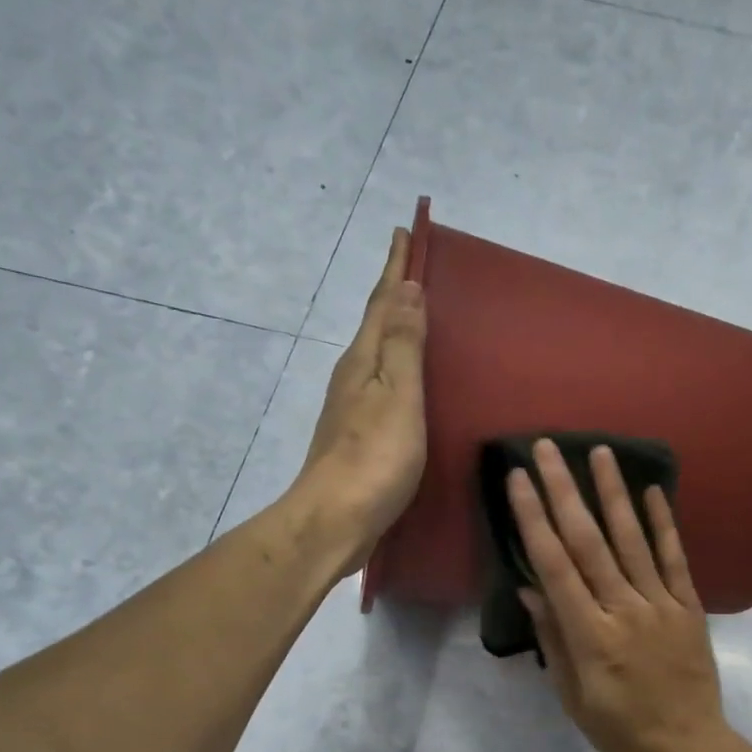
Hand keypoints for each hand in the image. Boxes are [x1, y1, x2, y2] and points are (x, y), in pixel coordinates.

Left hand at [294, 228, 427, 575]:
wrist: (335, 520)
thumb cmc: (374, 458)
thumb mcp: (397, 396)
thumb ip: (404, 345)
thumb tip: (407, 290)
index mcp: (364, 361)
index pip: (384, 303)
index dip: (396, 268)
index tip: (405, 232)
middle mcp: (353, 377)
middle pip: (376, 325)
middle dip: (394, 294)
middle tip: (414, 267)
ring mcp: (353, 410)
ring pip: (378, 356)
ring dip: (395, 331)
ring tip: (416, 317)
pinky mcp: (359, 438)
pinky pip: (382, 387)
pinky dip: (397, 370)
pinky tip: (407, 382)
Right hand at [508, 440, 737, 751]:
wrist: (687, 747)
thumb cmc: (619, 729)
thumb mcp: (572, 695)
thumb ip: (553, 640)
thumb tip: (531, 589)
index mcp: (590, 635)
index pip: (555, 566)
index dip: (534, 520)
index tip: (519, 481)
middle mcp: (624, 609)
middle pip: (589, 542)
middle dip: (564, 491)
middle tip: (548, 448)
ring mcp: (661, 605)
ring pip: (633, 540)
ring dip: (614, 493)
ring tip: (599, 452)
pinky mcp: (689, 607)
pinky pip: (675, 559)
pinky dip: (664, 523)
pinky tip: (653, 490)